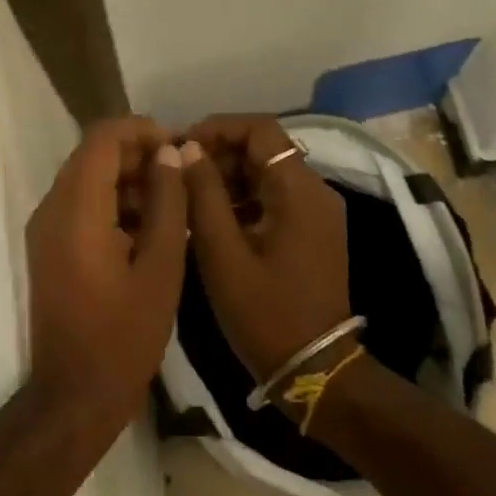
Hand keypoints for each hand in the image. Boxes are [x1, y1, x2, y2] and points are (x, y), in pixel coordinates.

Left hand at [25, 117, 188, 423]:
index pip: (103, 138)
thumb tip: (170, 154)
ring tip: (173, 200)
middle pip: (93, 155)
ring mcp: (45, 229)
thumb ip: (167, 202)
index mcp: (76, 209)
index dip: (142, 130)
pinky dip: (113, 202)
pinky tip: (149, 226)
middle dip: (138, 154)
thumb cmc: (124, 334)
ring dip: (127, 179)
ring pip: (87, 179)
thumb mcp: (160, 266)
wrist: (75, 394)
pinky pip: (81, 205)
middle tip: (182, 173)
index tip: (178, 146)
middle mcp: (52, 208)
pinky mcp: (49, 247)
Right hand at [180, 115, 351, 380]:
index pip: (260, 129)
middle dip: (219, 153)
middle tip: (178, 172)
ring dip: (229, 176)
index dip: (219, 127)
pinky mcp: (312, 231)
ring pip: (268, 172)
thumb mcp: (222, 253)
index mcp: (299, 190)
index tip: (182, 144)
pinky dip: (243, 197)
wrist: (313, 369)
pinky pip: (274, 197)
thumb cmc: (264, 312)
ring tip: (188, 195)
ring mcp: (317, 212)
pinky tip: (211, 218)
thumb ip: (204, 195)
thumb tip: (189, 149)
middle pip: (265, 148)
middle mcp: (315, 191)